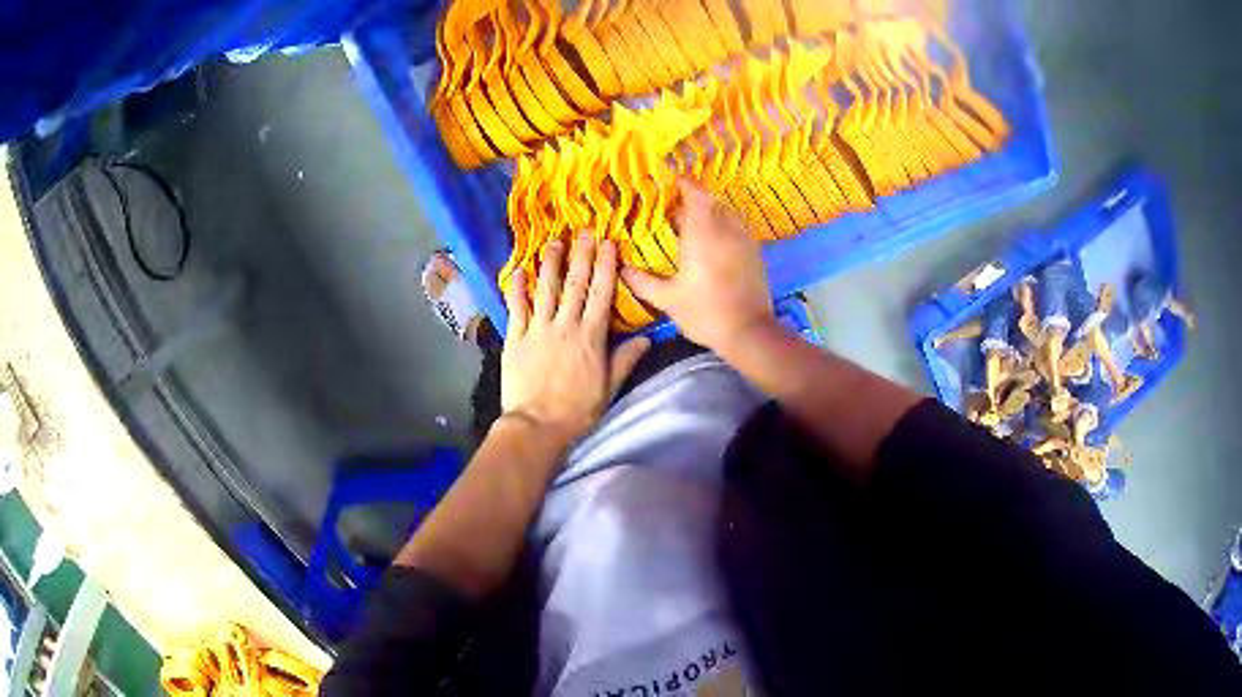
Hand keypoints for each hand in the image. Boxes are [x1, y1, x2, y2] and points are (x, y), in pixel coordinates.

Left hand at [502, 233, 650, 444]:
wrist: (537, 426)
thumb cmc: (577, 410)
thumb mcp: (609, 387)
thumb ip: (626, 359)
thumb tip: (648, 339)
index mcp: (590, 336)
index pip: (601, 293)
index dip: (605, 266)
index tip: (608, 243)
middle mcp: (565, 325)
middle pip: (574, 283)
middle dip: (581, 254)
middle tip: (584, 230)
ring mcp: (537, 329)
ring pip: (545, 289)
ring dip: (550, 263)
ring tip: (554, 242)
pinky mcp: (515, 338)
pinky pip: (516, 307)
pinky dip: (517, 288)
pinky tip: (518, 270)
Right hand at [622, 180, 773, 353]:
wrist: (749, 331)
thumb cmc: (705, 312)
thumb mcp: (668, 299)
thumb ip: (643, 281)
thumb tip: (621, 268)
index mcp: (702, 233)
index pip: (696, 194)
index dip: (684, 184)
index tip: (671, 182)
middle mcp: (726, 229)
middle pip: (711, 201)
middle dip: (694, 201)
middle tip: (675, 210)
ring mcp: (744, 240)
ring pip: (727, 213)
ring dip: (711, 213)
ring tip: (696, 225)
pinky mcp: (756, 253)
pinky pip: (738, 228)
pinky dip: (725, 227)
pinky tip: (715, 244)